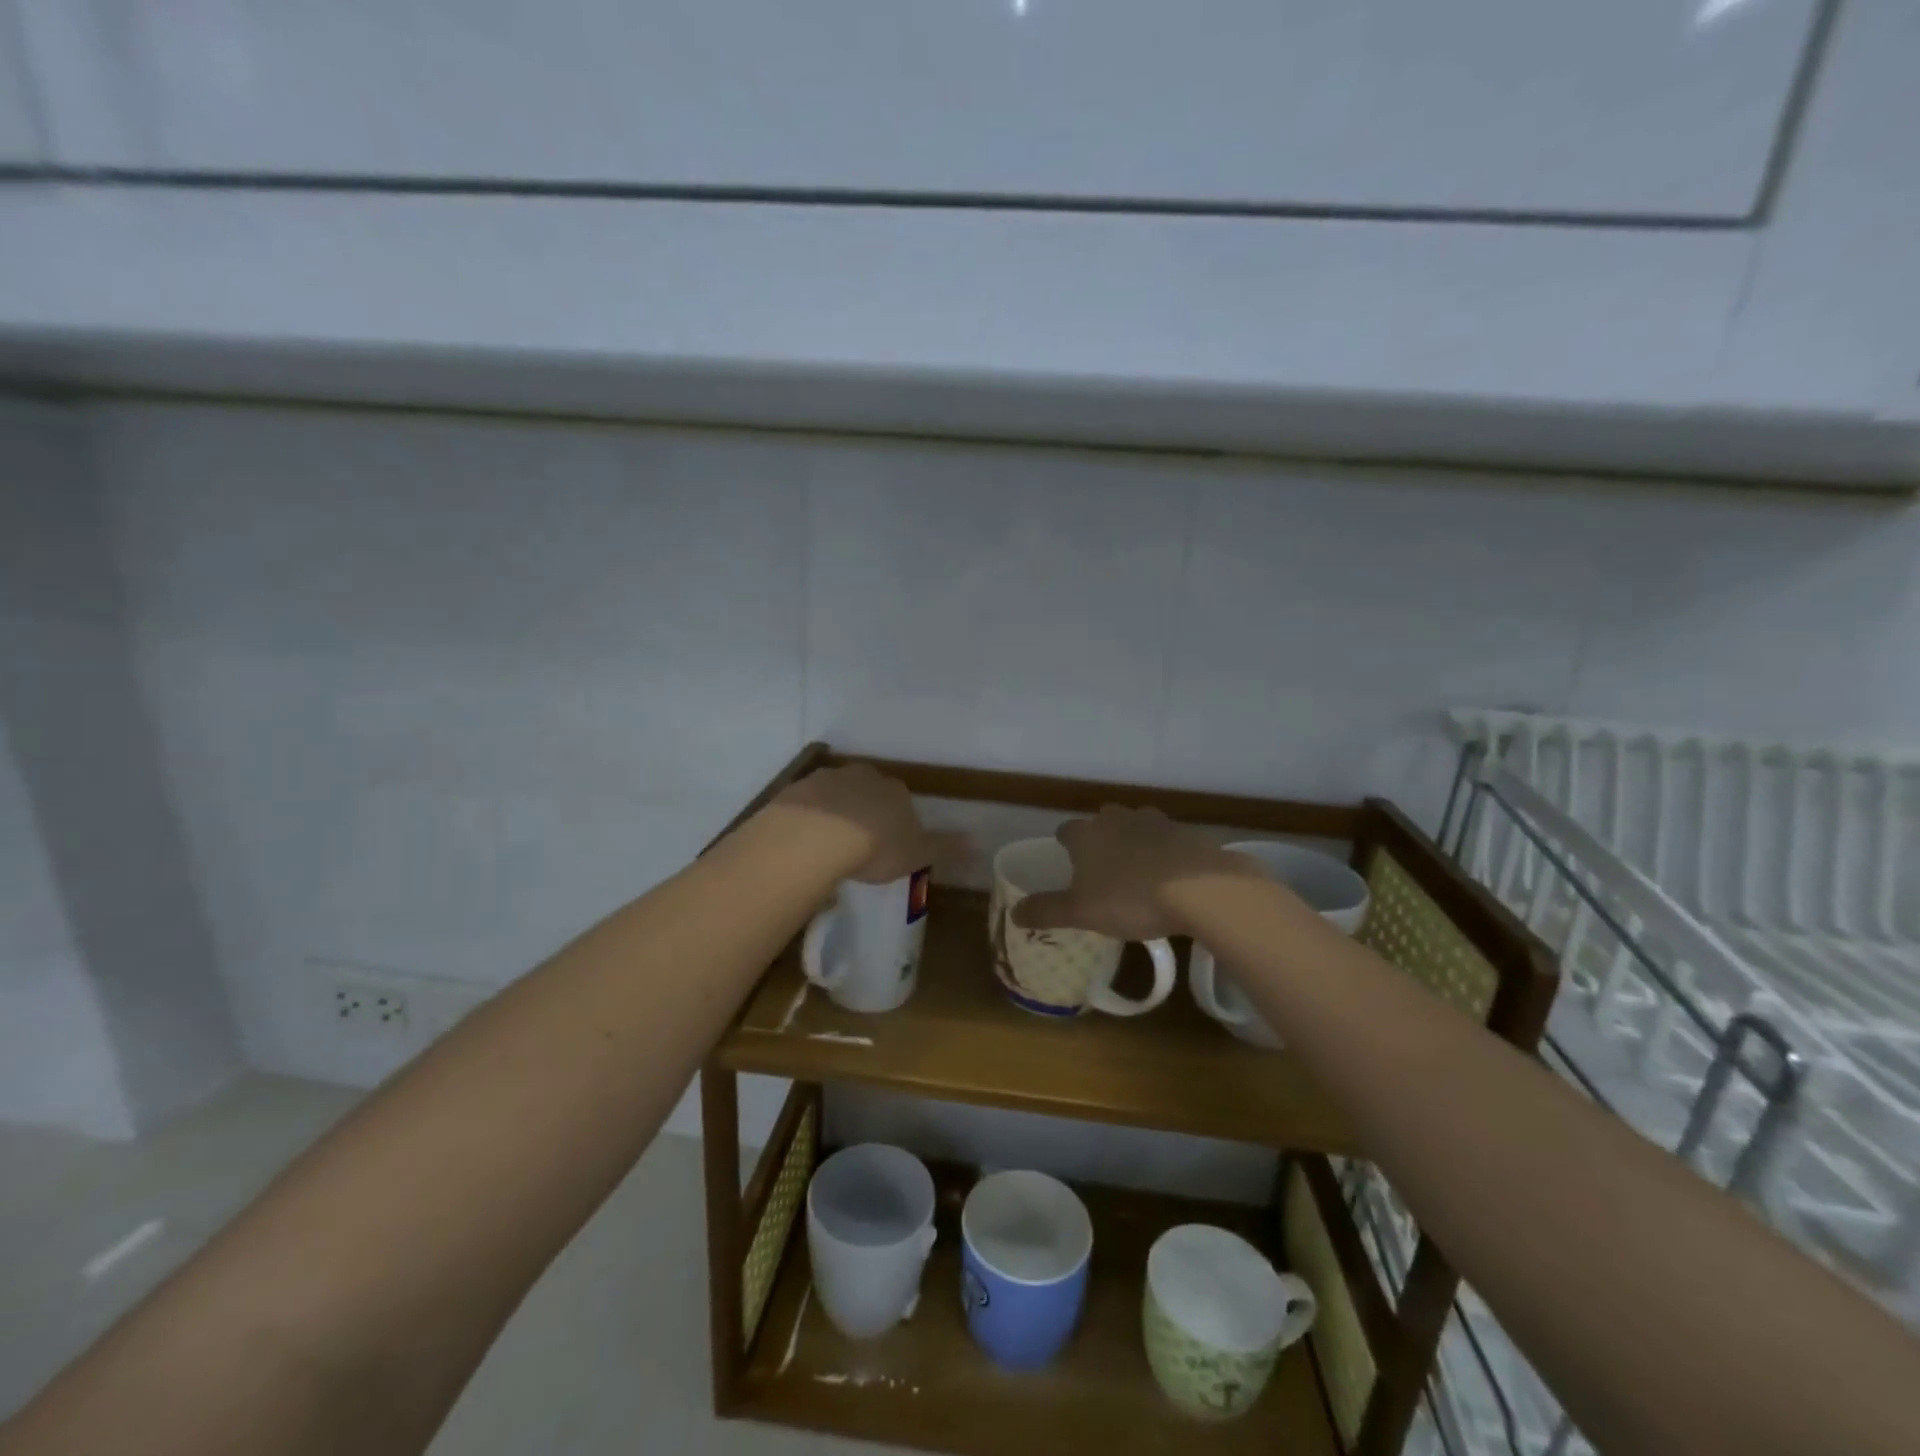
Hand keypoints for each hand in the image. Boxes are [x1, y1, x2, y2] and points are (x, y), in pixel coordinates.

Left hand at [771, 763, 954, 883]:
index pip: (901, 801)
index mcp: (896, 791)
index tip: (889, 845)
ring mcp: (829, 779)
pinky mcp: (798, 789)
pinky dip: (808, 816)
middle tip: (859, 843)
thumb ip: (943, 847)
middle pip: (869, 791)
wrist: (818, 836)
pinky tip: (804, 839)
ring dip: (836, 811)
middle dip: (866, 810)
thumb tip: (977, 842)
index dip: (896, 822)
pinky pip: (808, 803)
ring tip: (829, 844)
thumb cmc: (876, 847)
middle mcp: (865, 777)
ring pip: (836, 793)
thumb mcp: (916, 853)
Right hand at [1011, 805, 1255, 939]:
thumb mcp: (1081, 912)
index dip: (1064, 845)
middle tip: (1102, 868)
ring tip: (1137, 870)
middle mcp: (1117, 819)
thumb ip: (1046, 911)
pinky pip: (1166, 839)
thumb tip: (1014, 912)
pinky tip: (1170, 875)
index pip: (1066, 831)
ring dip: (1133, 841)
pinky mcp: (1185, 832)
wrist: (1200, 888)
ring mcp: (1154, 821)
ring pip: (1135, 825)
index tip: (1067, 862)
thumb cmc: (1130, 898)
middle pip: (1101, 822)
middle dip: (1099, 839)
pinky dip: (1164, 851)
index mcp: (1087, 834)